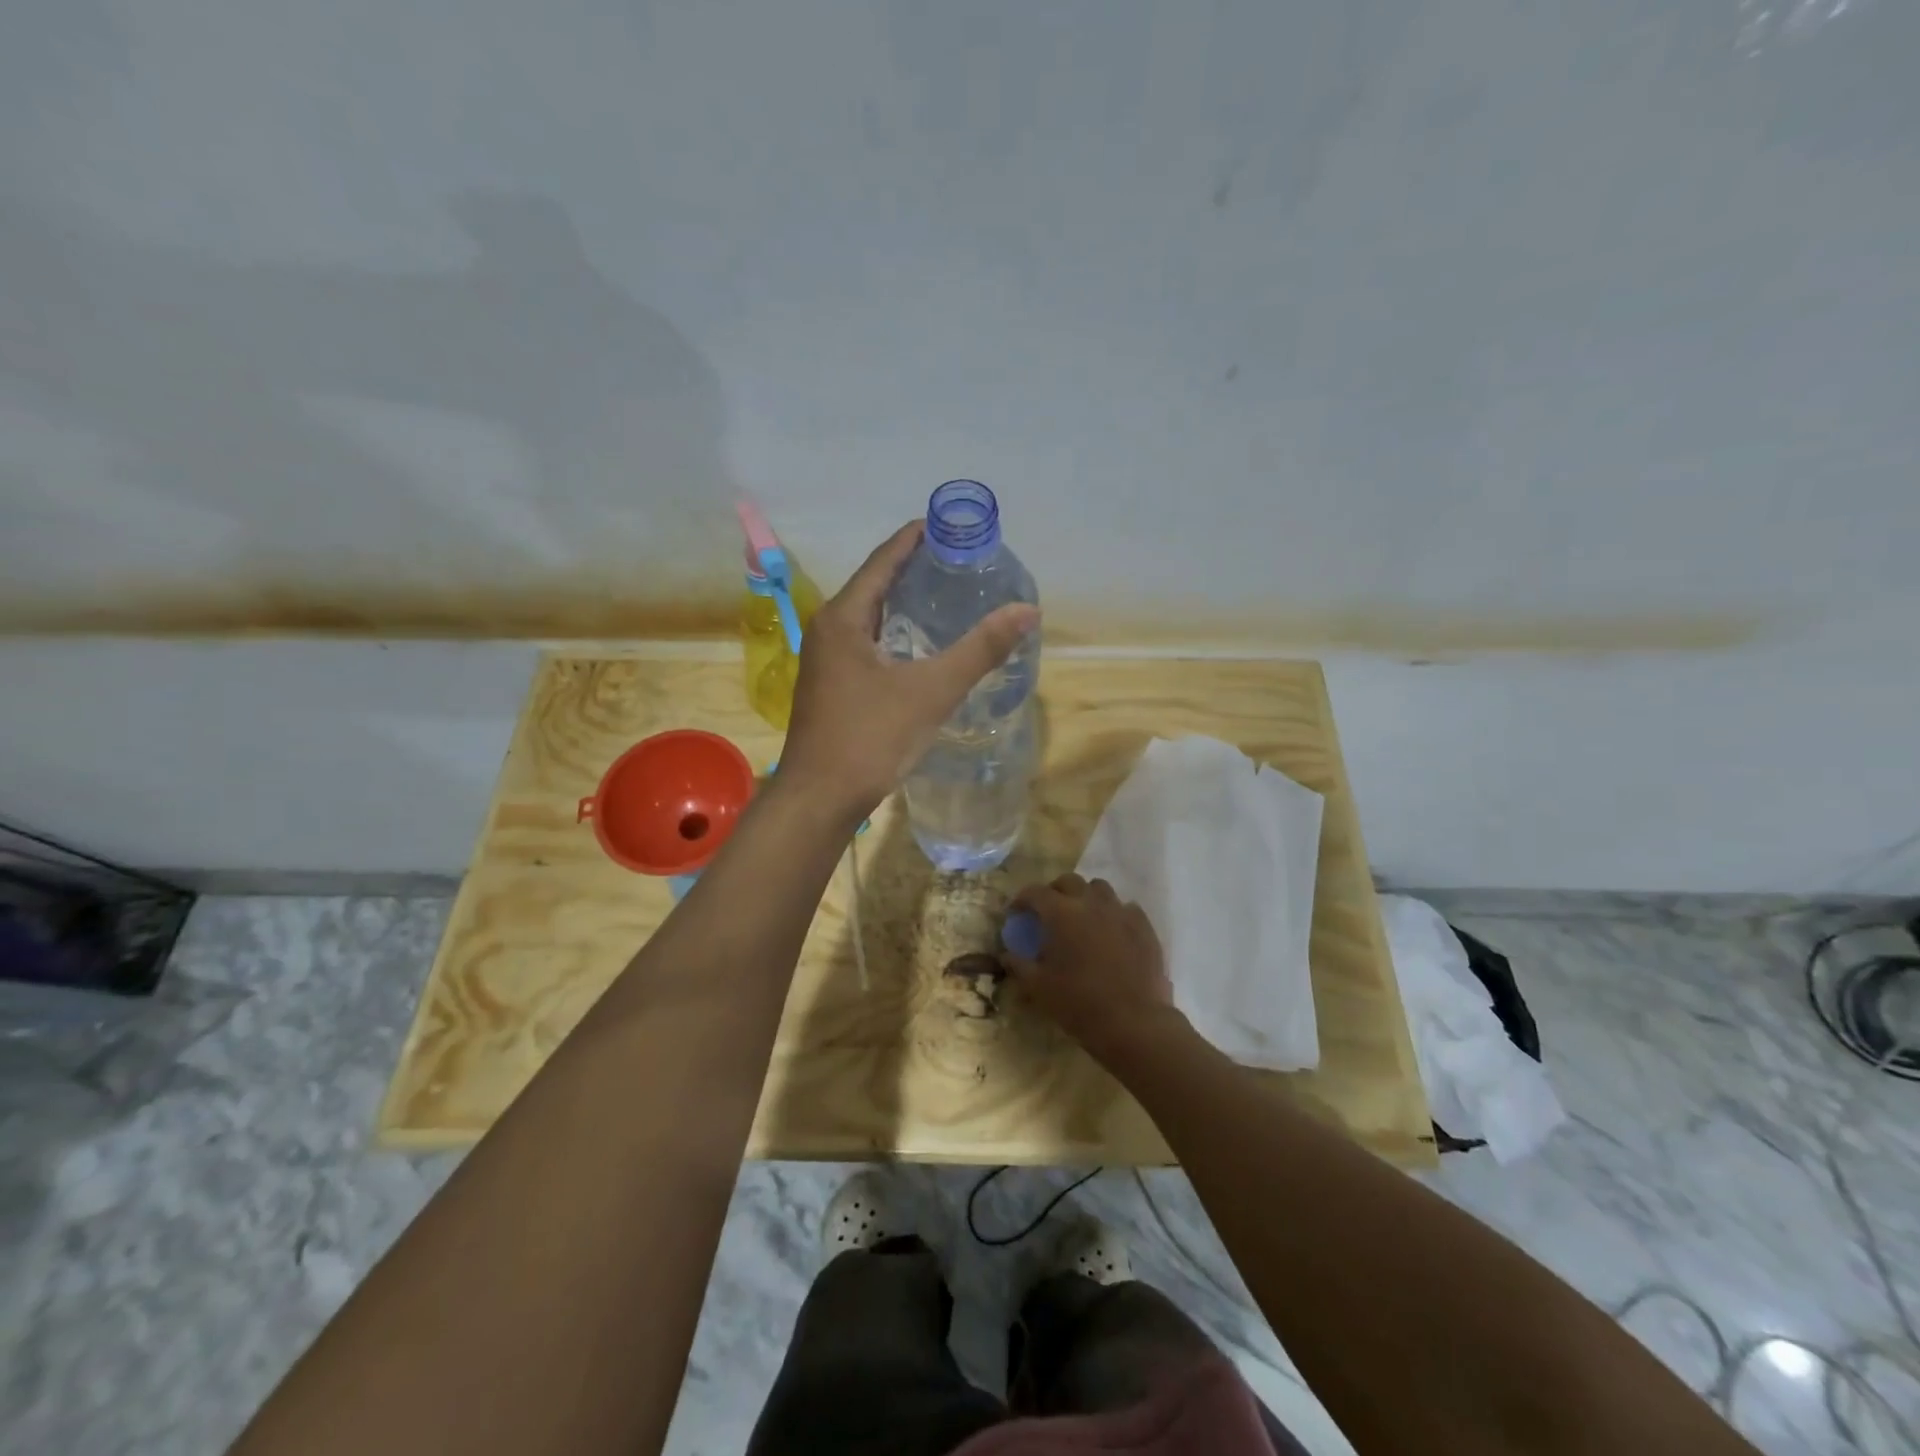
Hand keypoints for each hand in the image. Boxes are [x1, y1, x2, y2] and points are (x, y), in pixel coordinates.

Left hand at [780, 521, 1038, 817]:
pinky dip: (894, 634)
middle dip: (913, 569)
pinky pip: (866, 644)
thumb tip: (1027, 610)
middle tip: (957, 562)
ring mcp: (825, 661)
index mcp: (843, 618)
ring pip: (869, 618)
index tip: (947, 525)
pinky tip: (919, 647)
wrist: (820, 798)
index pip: (883, 560)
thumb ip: (980, 649)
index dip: (914, 539)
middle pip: (874, 585)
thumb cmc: (870, 738)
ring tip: (945, 596)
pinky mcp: (831, 687)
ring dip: (903, 603)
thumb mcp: (931, 691)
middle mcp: (828, 630)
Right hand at [999, 874, 1177, 1058]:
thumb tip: (1006, 954)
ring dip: (1086, 897)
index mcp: (1061, 913)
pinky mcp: (1144, 926)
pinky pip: (1126, 908)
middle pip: (1069, 881)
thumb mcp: (1038, 987)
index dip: (1022, 900)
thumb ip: (1019, 965)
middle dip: (1054, 892)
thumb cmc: (1079, 1003)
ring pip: (1099, 889)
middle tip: (1049, 913)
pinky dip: (1113, 914)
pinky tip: (1112, 932)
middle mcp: (1090, 903)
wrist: (1133, 1022)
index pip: (1035, 892)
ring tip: (1082, 918)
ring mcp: (1121, 912)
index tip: (1016, 914)